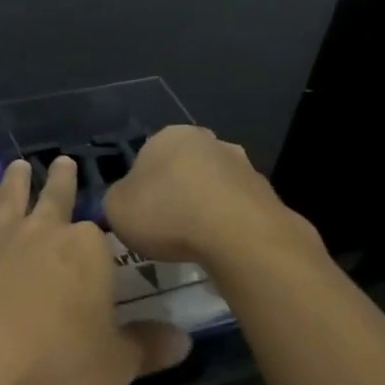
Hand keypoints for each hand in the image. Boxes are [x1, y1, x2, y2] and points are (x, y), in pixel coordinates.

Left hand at [0, 157, 191, 384]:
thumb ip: (148, 349)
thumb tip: (185, 340)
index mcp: (87, 248)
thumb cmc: (54, 355)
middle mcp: (47, 228)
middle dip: (63, 178)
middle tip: (64, 161)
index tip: (101, 238)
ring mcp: (5, 231)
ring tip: (21, 165)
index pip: (100, 234)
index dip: (101, 239)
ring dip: (20, 178)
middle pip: (58, 195)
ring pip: (15, 194)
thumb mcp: (114, 363)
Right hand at [103, 125, 323, 270]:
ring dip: (205, 207)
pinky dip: (229, 225)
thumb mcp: (116, 209)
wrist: (239, 236)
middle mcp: (208, 141)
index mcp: (169, 135)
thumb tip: (127, 201)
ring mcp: (243, 165)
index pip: (147, 156)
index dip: (141, 187)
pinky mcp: (267, 194)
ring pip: (214, 186)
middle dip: (177, 192)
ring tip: (196, 243)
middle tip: (167, 227)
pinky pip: (238, 210)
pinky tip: (222, 249)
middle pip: (184, 167)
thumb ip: (117, 200)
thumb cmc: (167, 214)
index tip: (141, 214)